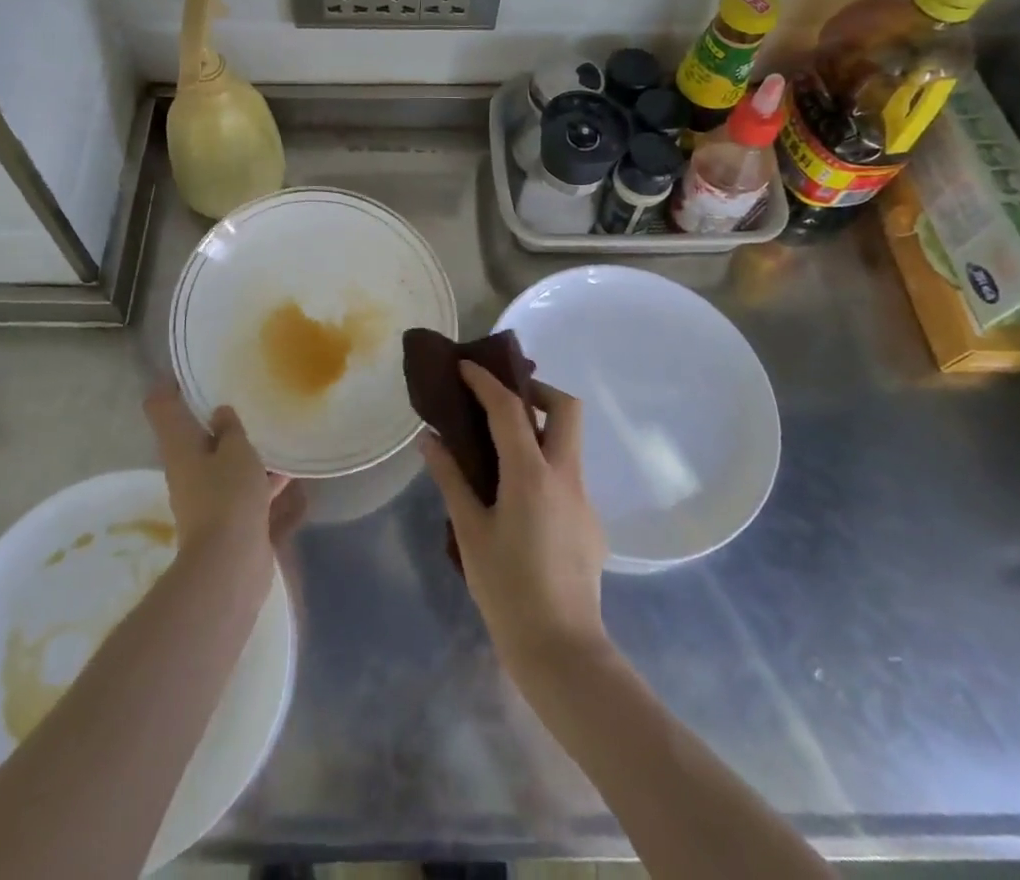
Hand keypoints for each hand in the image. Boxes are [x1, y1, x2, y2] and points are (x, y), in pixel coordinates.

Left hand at [144, 383, 303, 571]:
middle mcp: (187, 468)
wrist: (230, 566)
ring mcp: (206, 495)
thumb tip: (220, 412)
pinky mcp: (228, 517)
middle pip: (194, 434)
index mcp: (179, 445)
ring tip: (273, 428)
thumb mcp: (236, 451)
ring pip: (223, 461)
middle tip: (243, 392)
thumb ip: (230, 428)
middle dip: (215, 416)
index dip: (171, 383)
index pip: (161, 405)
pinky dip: (261, 478)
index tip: (192, 369)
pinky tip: (289, 470)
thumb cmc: (227, 496)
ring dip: (243, 448)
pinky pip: (243, 488)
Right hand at [420, 362, 609, 678]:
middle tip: (502, 402)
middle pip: (566, 408)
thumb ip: (450, 478)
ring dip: (541, 429)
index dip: (486, 381)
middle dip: (537, 391)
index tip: (465, 367)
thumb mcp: (469, 531)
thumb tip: (429, 439)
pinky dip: (544, 467)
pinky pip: (568, 476)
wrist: (562, 652)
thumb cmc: (507, 589)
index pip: (510, 408)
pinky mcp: (591, 523)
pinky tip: (518, 499)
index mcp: (532, 474)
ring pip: (570, 442)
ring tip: (501, 449)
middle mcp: (565, 476)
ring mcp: (584, 499)